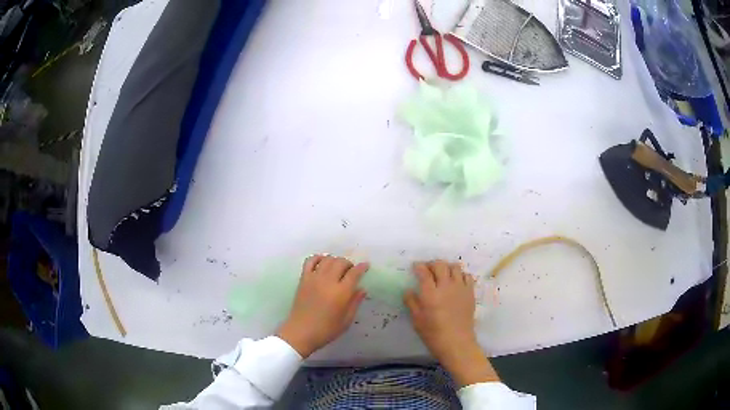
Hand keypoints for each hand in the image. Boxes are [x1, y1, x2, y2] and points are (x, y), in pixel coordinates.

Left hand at [277, 255, 367, 357]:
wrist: (301, 332)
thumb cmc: (326, 330)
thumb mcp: (346, 320)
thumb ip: (355, 303)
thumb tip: (362, 289)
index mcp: (341, 293)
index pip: (354, 273)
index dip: (362, 267)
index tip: (366, 266)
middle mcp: (328, 281)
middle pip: (341, 262)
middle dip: (349, 263)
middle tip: (351, 270)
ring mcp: (314, 278)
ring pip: (327, 259)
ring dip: (335, 260)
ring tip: (338, 268)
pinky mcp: (303, 279)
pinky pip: (310, 261)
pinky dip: (318, 258)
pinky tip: (322, 262)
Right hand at [404, 260, 499, 385]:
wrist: (457, 343)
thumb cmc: (433, 334)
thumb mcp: (417, 320)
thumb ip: (411, 302)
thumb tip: (408, 290)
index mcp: (430, 294)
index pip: (424, 272)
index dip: (419, 266)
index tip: (415, 267)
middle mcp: (446, 286)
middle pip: (440, 265)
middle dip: (432, 264)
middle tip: (428, 269)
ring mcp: (460, 288)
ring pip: (455, 267)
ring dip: (447, 267)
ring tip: (443, 274)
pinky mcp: (470, 293)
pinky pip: (467, 276)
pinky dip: (460, 275)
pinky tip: (456, 282)